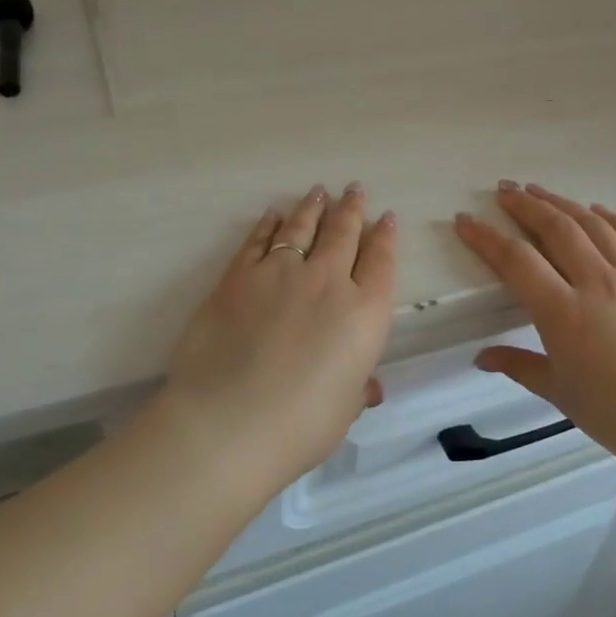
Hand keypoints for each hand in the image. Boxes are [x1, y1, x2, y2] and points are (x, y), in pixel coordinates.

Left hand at [157, 183, 397, 489]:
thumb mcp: (343, 411)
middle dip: (352, 209)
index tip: (386, 218)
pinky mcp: (238, 277)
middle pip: (344, 234)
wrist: (228, 423)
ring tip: (319, 193)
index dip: (385, 238)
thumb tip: (370, 388)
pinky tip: (273, 215)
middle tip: (354, 190)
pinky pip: (258, 241)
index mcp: (364, 314)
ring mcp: (281, 274)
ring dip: (313, 208)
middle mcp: (328, 282)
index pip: (381, 263)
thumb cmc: (300, 426)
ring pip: (302, 229)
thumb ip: (358, 389)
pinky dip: (268, 225)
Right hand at [454, 183, 615, 470]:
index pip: (516, 261)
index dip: (486, 237)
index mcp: (564, 313)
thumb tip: (482, 357)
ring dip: (562, 203)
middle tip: (504, 191)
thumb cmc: (615, 414)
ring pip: (592, 225)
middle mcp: (597, 284)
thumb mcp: (558, 392)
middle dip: (525, 205)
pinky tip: (596, 210)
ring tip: (539, 191)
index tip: (465, 219)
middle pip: (555, 228)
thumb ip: (518, 365)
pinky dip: (612, 218)